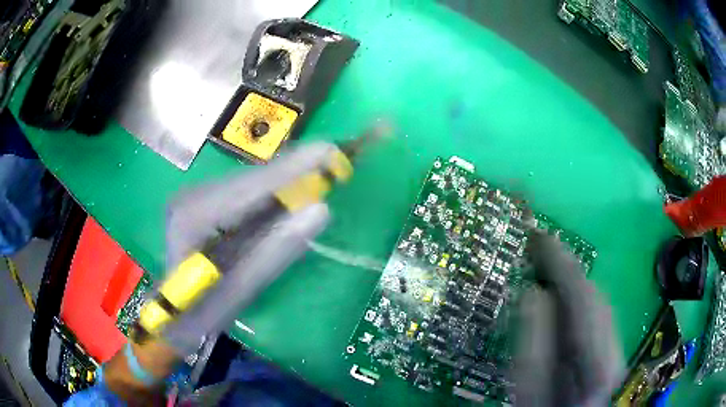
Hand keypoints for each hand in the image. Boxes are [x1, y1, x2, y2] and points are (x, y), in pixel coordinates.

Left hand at [160, 142, 336, 355]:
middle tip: (333, 163)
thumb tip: (320, 210)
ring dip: (286, 181)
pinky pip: (245, 195)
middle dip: (294, 171)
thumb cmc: (199, 312)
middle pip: (251, 179)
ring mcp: (197, 198)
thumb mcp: (239, 291)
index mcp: (194, 216)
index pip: (250, 186)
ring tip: (320, 176)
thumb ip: (277, 250)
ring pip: (250, 184)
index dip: (293, 168)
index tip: (330, 151)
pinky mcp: (205, 204)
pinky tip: (292, 195)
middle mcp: (193, 197)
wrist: (172, 316)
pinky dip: (272, 195)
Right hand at [514, 231, 622, 405]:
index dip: (559, 262)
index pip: (581, 295)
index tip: (537, 236)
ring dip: (571, 279)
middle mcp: (615, 346)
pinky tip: (561, 293)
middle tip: (536, 247)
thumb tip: (532, 292)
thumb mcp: (529, 389)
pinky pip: (595, 309)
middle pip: (592, 293)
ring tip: (545, 262)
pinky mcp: (611, 345)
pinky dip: (577, 295)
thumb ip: (533, 343)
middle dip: (565, 267)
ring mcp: (616, 344)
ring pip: (596, 298)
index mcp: (597, 359)